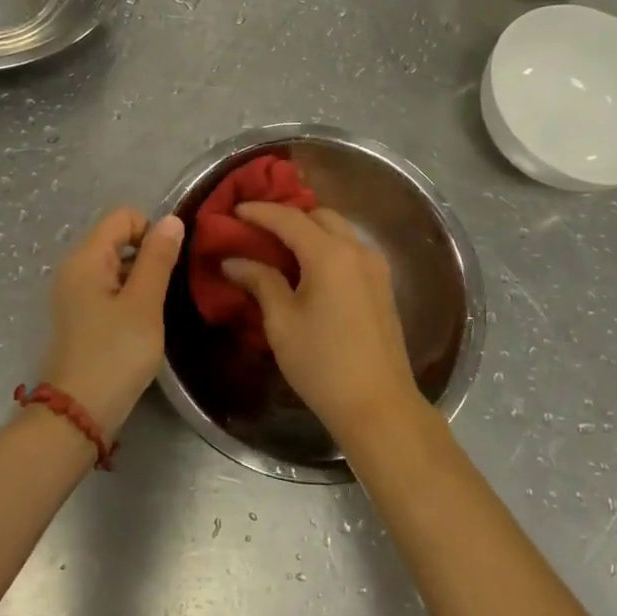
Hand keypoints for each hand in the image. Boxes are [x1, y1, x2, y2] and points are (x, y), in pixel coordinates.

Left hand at [38, 207, 184, 438]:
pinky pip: (110, 289)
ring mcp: (75, 293)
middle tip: (168, 290)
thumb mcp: (144, 304)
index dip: (152, 231)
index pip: (124, 216)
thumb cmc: (115, 354)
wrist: (79, 414)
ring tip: (158, 309)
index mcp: (86, 258)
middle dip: (149, 256)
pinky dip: (130, 297)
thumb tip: (171, 219)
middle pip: (119, 239)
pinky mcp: (81, 316)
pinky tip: (143, 324)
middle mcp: (75, 268)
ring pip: (118, 266)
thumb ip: (158, 258)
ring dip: (142, 279)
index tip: (169, 265)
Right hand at [222, 203, 422, 446]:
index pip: (289, 218)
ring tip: (280, 247)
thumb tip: (233, 261)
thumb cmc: (322, 363)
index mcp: (329, 254)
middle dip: (288, 216)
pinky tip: (308, 268)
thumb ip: (260, 281)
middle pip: (319, 216)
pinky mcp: (383, 285)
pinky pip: (351, 249)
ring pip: (339, 230)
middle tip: (257, 230)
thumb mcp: (282, 322)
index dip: (259, 212)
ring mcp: (375, 266)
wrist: (378, 405)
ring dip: (310, 230)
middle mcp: (357, 250)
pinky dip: (327, 246)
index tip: (234, 211)